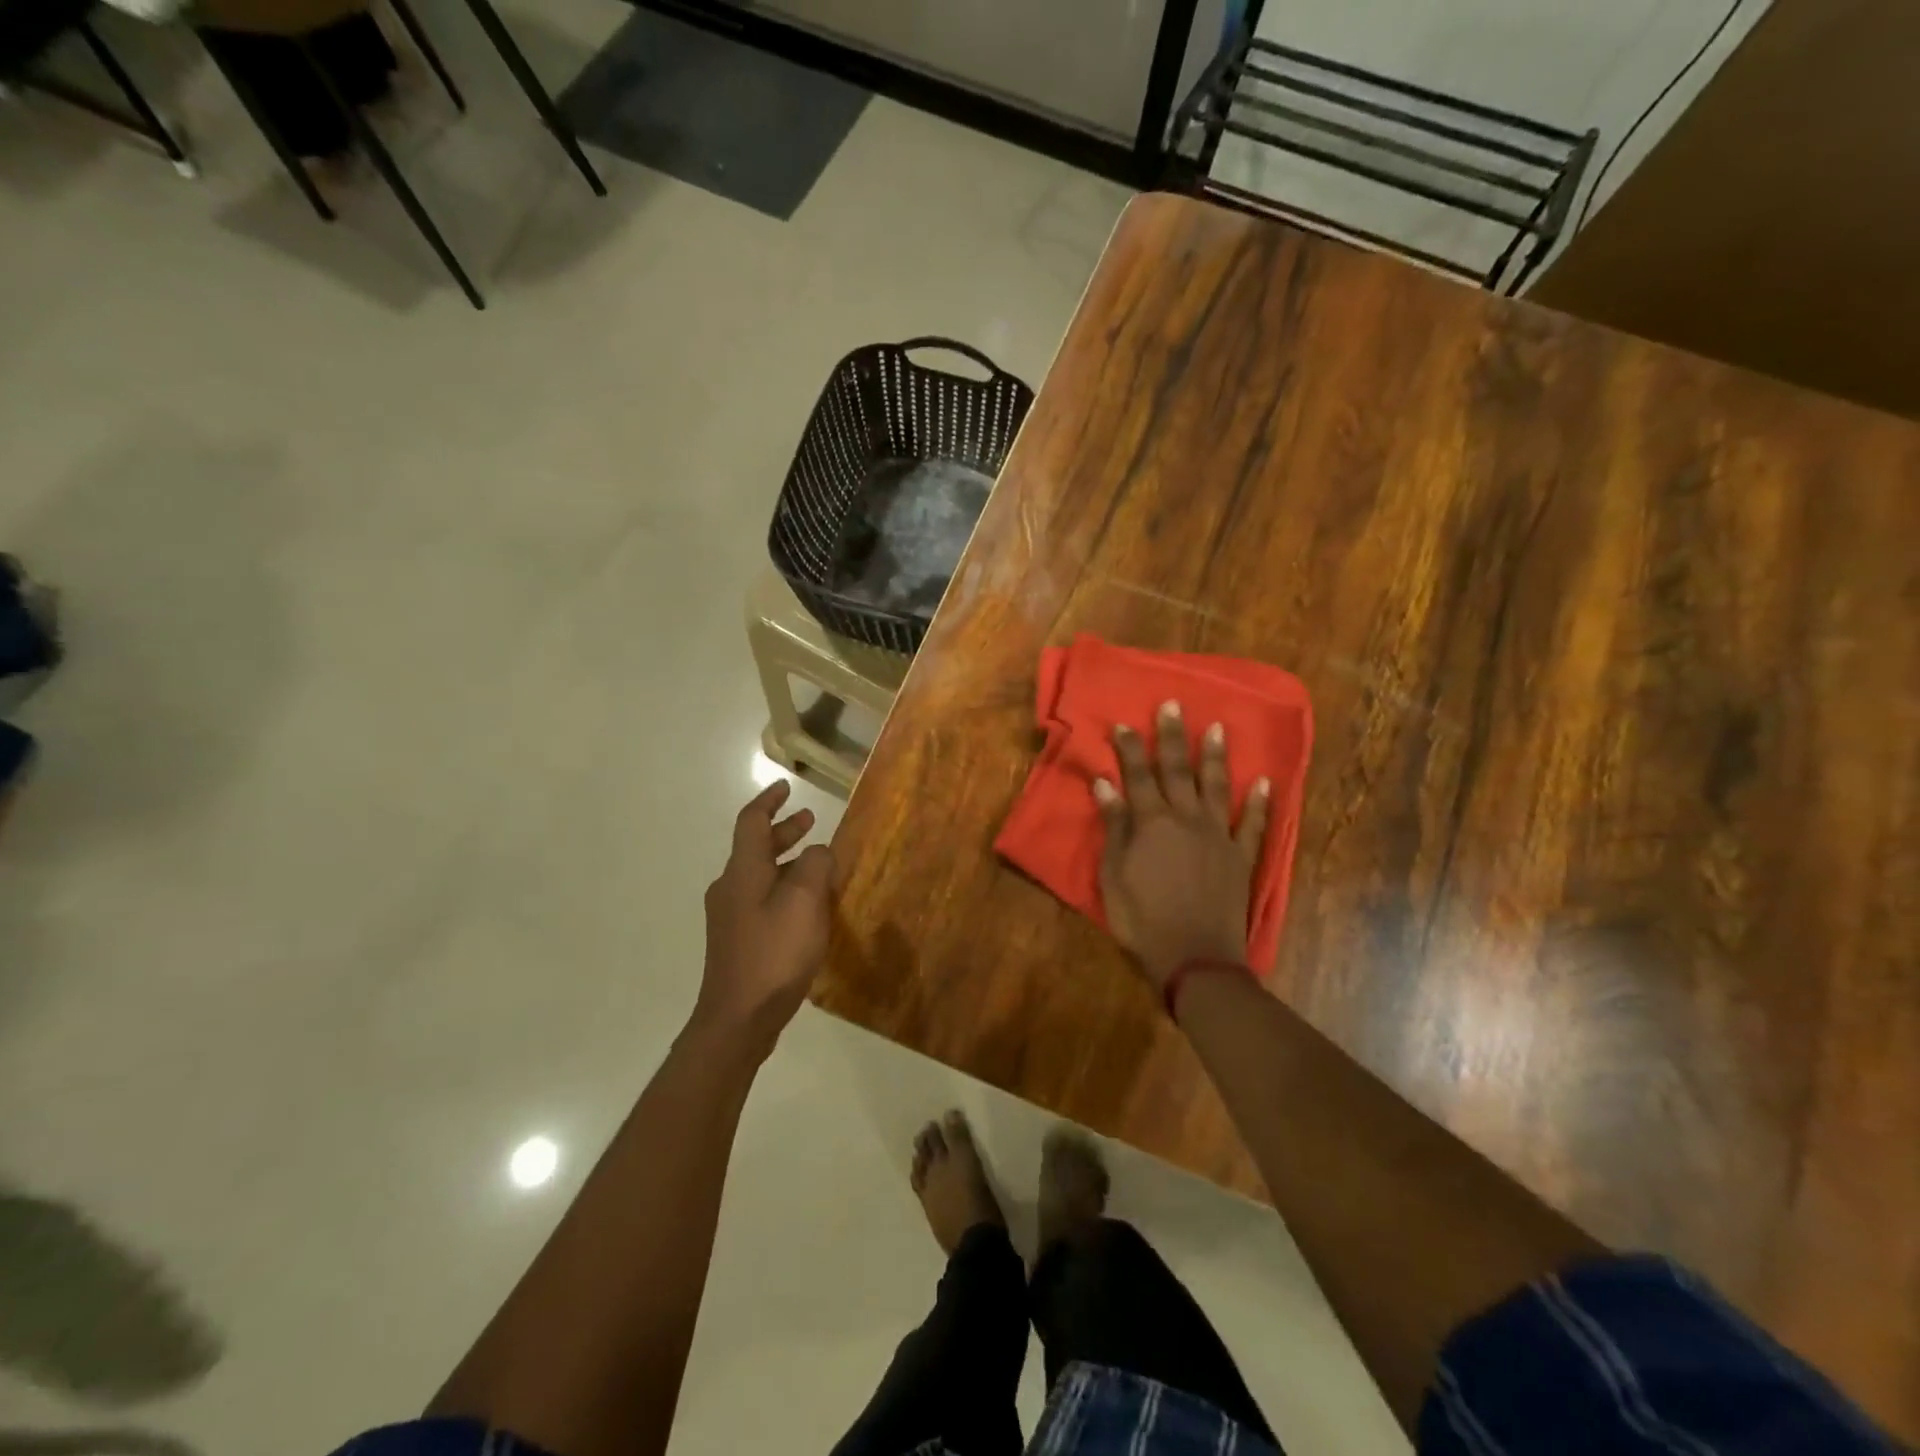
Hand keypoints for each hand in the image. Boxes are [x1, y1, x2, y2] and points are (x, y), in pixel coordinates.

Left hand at [694, 781, 836, 1055]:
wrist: (738, 1019)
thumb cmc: (774, 953)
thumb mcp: (805, 902)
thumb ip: (816, 866)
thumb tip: (818, 853)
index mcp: (743, 871)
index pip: (752, 822)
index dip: (769, 801)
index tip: (786, 786)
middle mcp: (730, 887)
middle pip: (756, 848)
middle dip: (784, 831)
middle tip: (810, 821)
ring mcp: (730, 917)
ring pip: (760, 875)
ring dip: (787, 862)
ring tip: (818, 864)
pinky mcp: (738, 941)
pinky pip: (762, 900)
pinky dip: (784, 889)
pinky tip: (807, 907)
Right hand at [1094, 702, 1270, 989]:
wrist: (1194, 957)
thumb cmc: (1142, 918)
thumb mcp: (1113, 874)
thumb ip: (1114, 826)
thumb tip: (1105, 783)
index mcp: (1151, 822)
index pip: (1137, 775)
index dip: (1129, 748)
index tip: (1124, 723)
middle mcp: (1187, 819)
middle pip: (1177, 770)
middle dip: (1172, 737)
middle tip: (1173, 704)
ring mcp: (1218, 836)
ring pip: (1217, 787)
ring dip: (1215, 757)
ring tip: (1216, 728)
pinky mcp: (1241, 858)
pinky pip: (1252, 825)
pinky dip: (1259, 803)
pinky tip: (1265, 782)